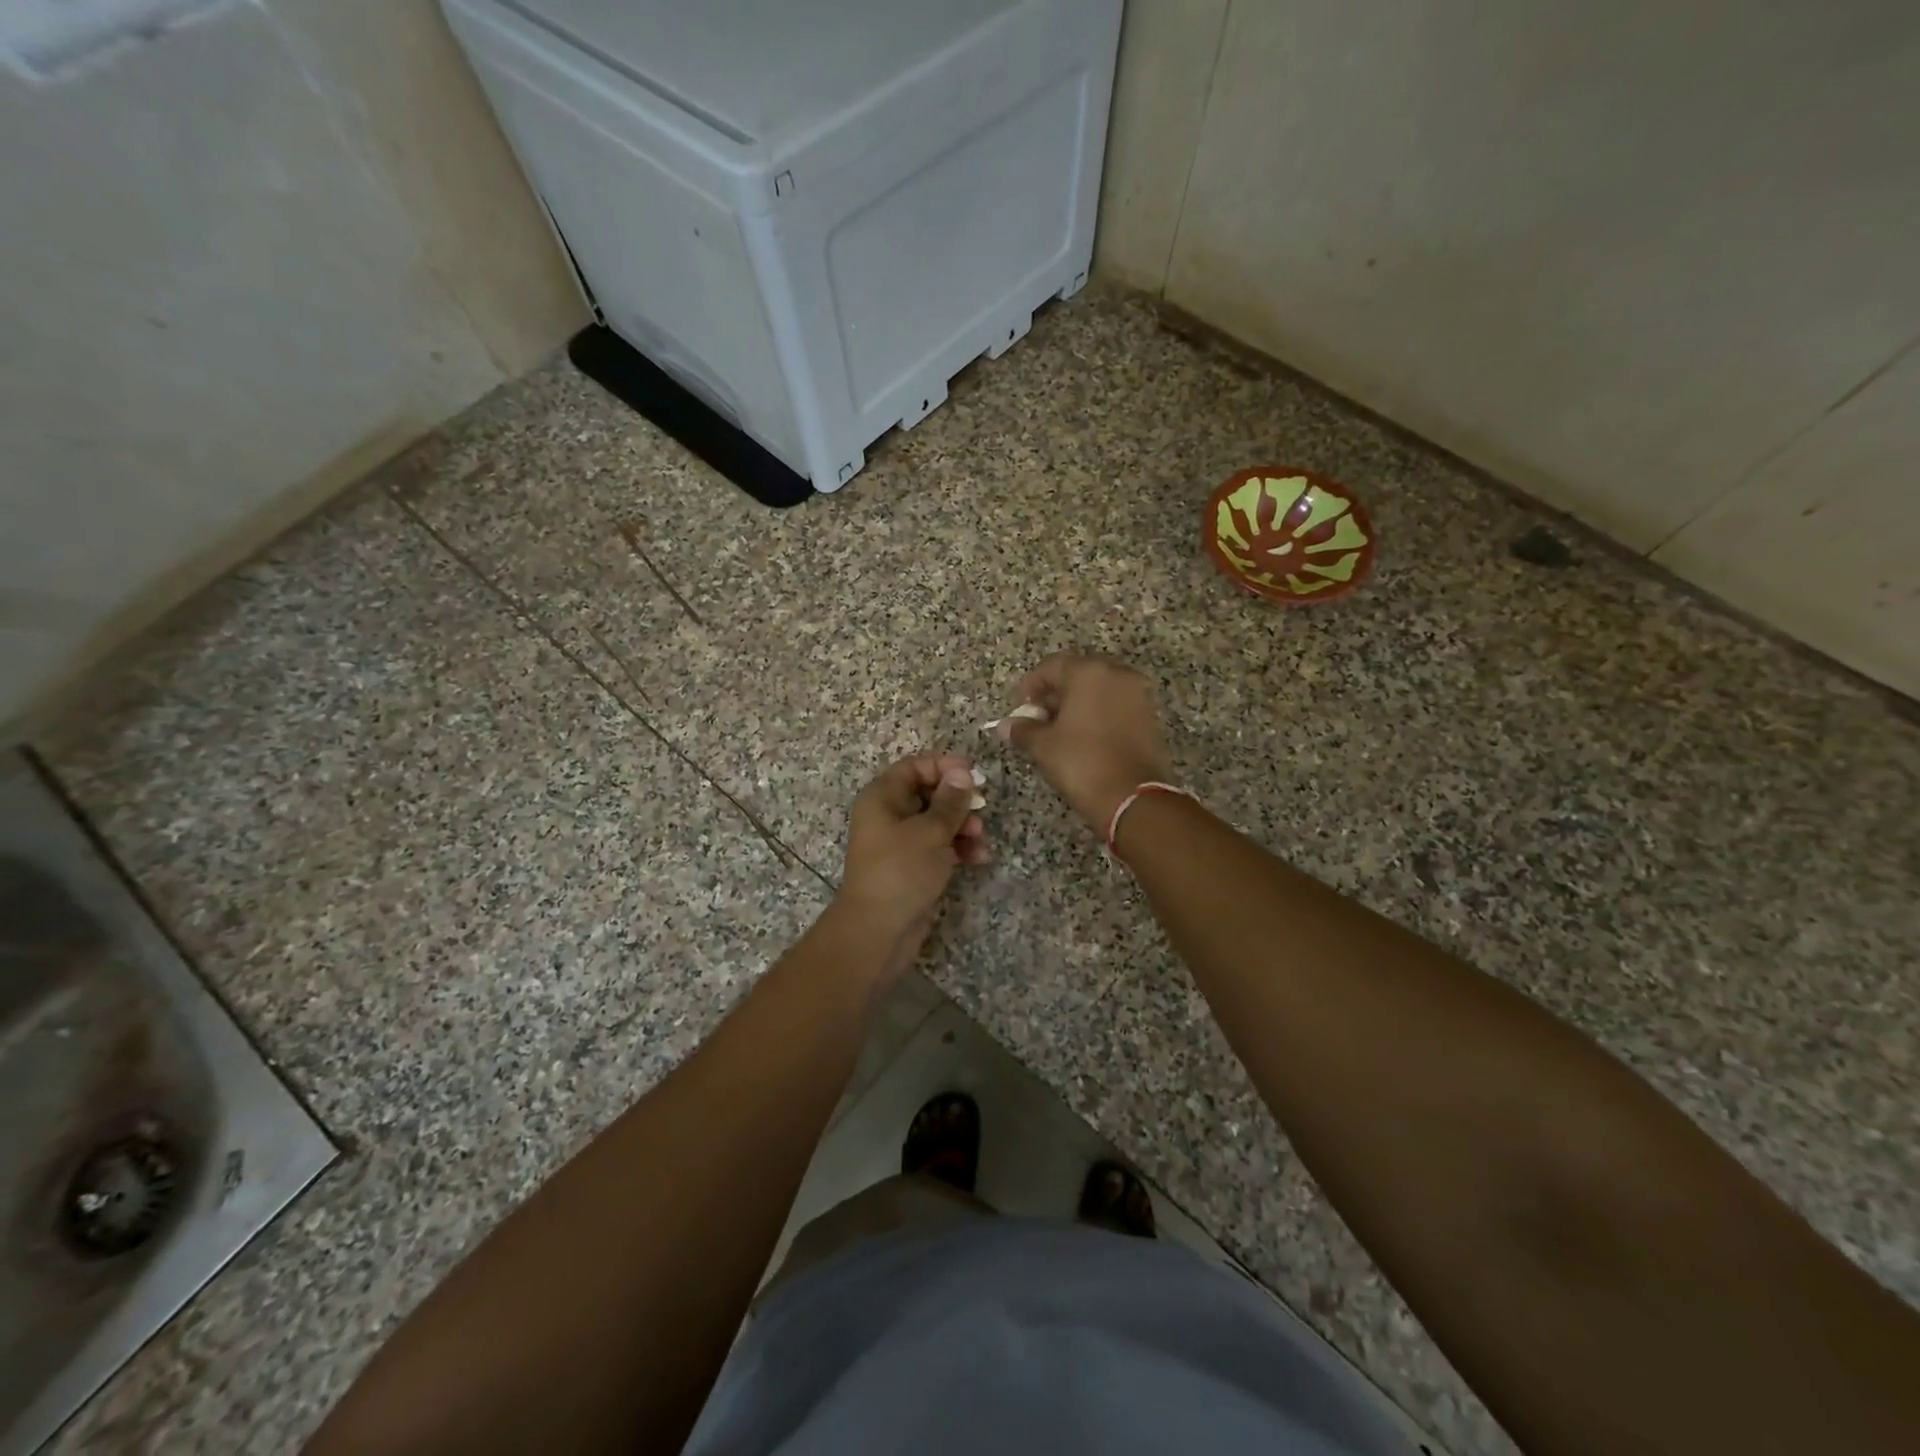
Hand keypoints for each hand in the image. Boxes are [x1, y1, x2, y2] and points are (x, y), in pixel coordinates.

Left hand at [834, 753, 987, 970]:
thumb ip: (950, 801)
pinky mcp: (913, 867)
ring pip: (937, 822)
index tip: (973, 774)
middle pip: (928, 794)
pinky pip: (939, 847)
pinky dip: (958, 848)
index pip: (914, 767)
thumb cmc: (901, 871)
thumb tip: (962, 773)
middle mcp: (889, 816)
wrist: (879, 930)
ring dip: (963, 826)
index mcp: (882, 798)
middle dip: (958, 800)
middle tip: (982, 807)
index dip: (944, 766)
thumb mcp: (930, 831)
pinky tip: (979, 858)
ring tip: (981, 838)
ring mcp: (900, 843)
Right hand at [998, 654, 1174, 831]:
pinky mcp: (1150, 716)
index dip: (1031, 685)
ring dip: (1078, 703)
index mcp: (1089, 672)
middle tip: (1039, 717)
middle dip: (1056, 693)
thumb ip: (1024, 729)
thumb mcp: (1044, 746)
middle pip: (1079, 673)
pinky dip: (1099, 713)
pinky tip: (1084, 736)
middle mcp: (1118, 674)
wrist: (1132, 798)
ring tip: (1060, 729)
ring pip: (1100, 689)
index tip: (1020, 707)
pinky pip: (1117, 704)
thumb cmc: (1082, 763)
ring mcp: (1138, 694)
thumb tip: (1006, 726)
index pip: (1052, 666)